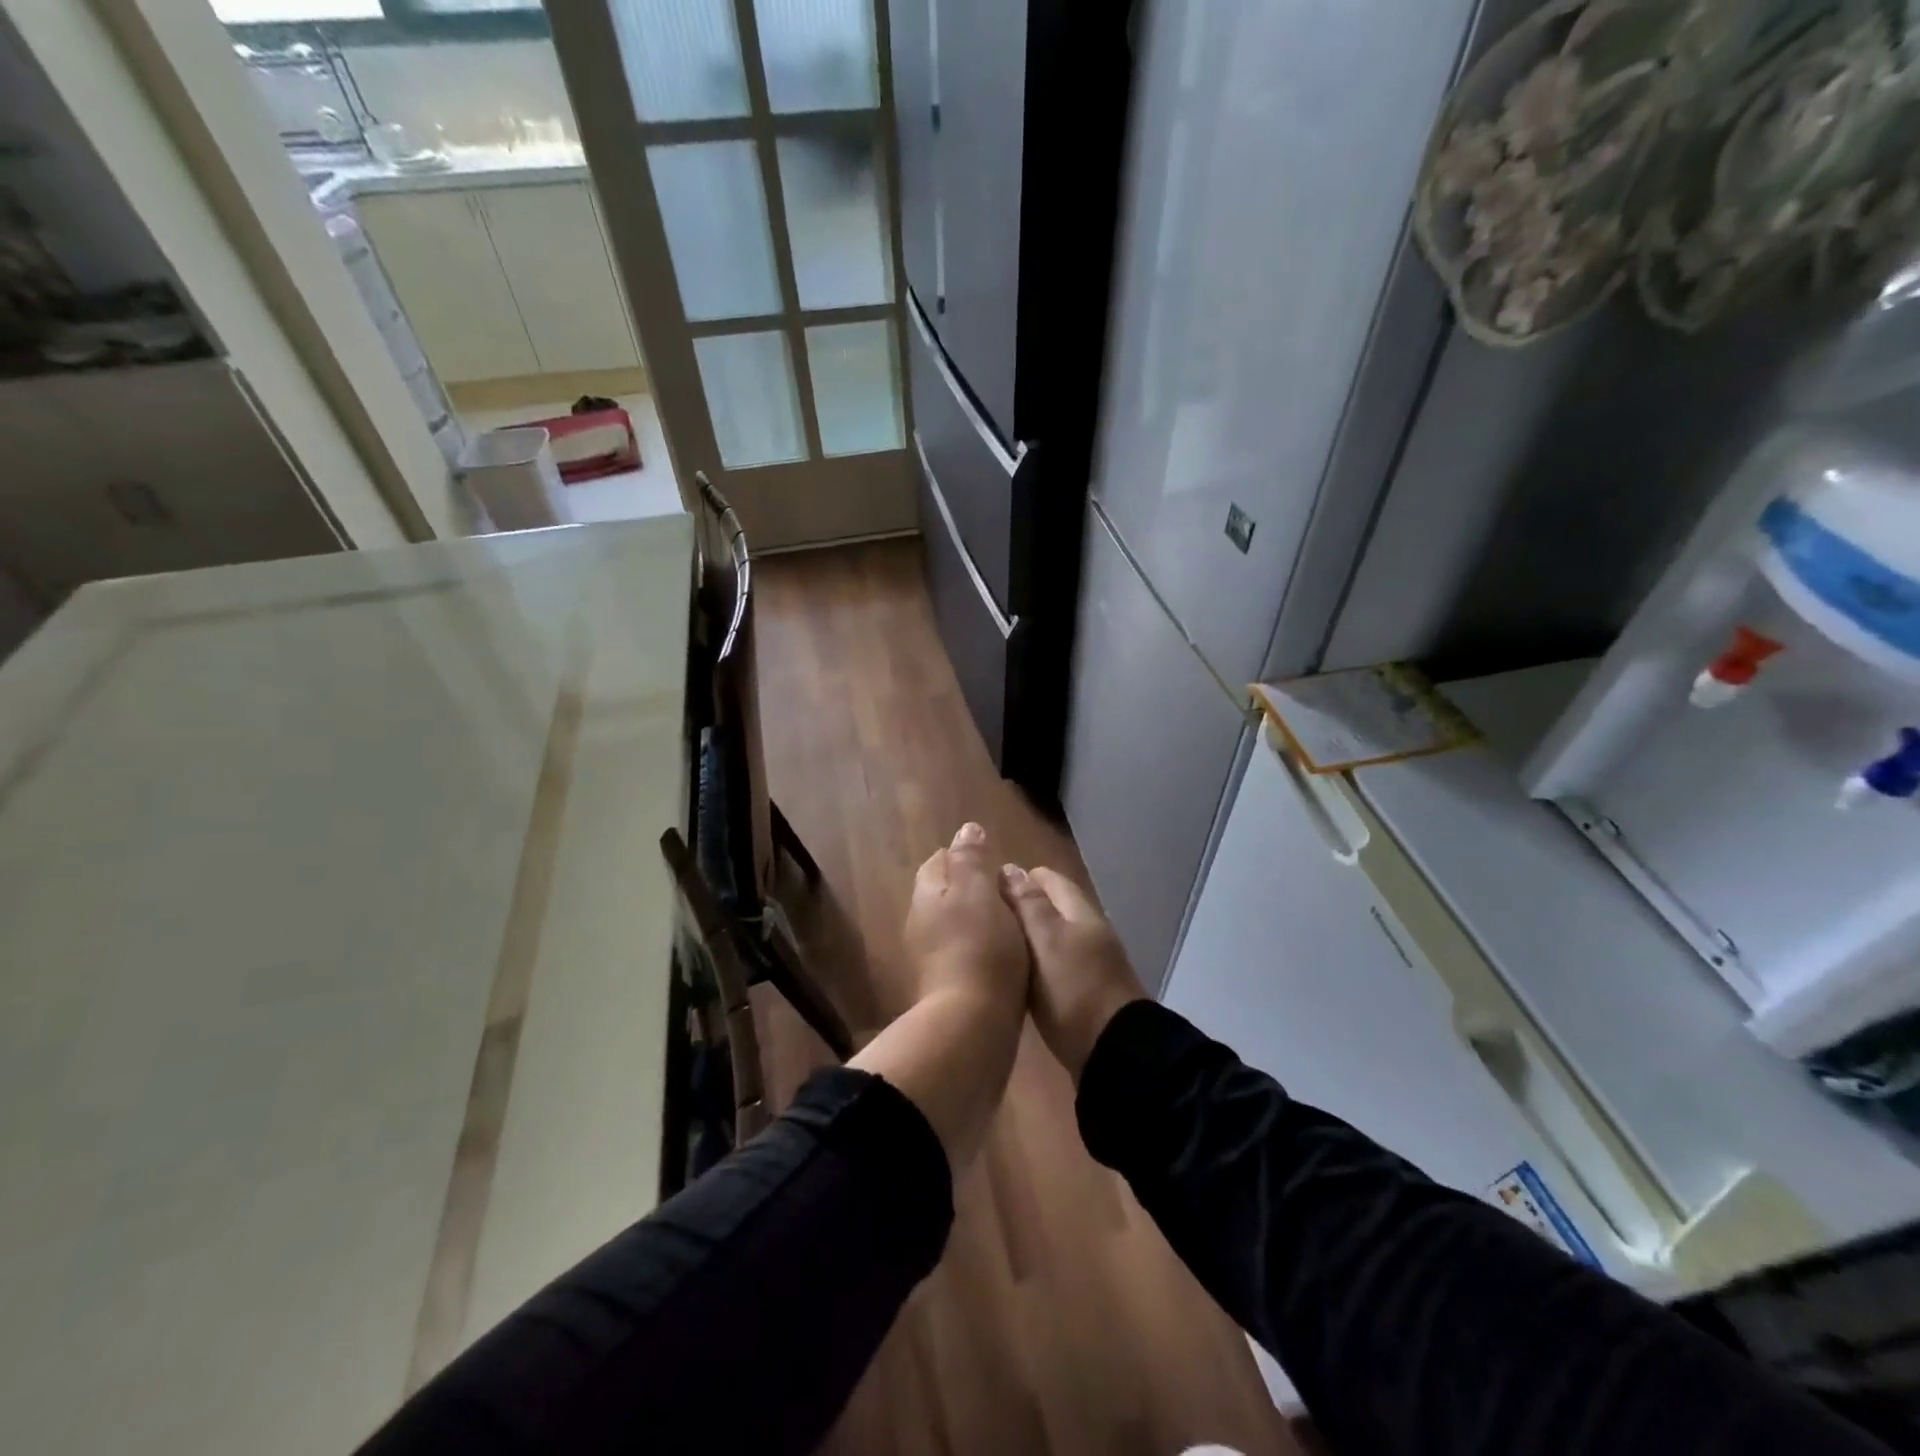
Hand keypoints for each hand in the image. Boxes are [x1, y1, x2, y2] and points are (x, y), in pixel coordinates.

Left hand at [902, 823, 1029, 1015]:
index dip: (965, 855)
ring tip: (1011, 920)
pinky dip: (981, 945)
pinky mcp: (946, 984)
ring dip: (977, 917)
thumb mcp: (977, 892)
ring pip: (954, 922)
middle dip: (971, 886)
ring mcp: (930, 956)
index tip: (993, 860)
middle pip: (944, 892)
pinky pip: (964, 951)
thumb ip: (971, 859)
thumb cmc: (979, 947)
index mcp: (926, 895)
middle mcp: (921, 922)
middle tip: (1006, 890)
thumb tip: (967, 829)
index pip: (939, 862)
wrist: (971, 1024)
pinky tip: (1004, 953)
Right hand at [997, 865, 1146, 1080]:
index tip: (986, 891)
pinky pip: (1055, 966)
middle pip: (1051, 907)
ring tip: (992, 948)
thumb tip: (1010, 868)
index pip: (1048, 878)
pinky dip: (1035, 965)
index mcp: (1080, 911)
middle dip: (1020, 909)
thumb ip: (1028, 904)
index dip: (1018, 879)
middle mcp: (1088, 931)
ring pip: (1052, 938)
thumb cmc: (1074, 989)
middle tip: (983, 921)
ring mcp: (1091, 964)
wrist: (1114, 1053)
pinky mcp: (1086, 993)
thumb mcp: (1045, 940)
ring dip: (1027, 938)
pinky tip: (1015, 977)